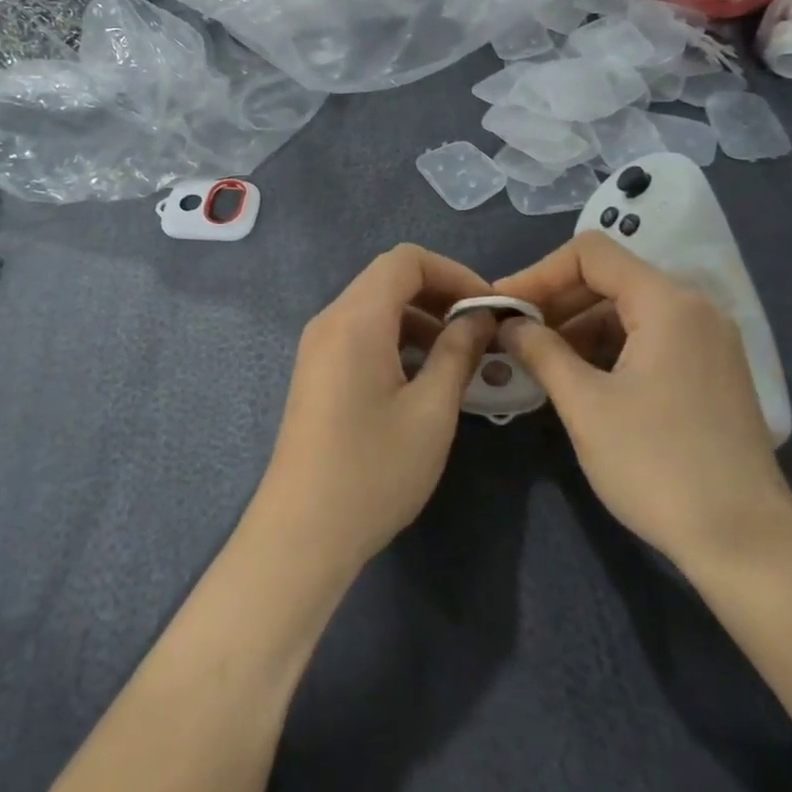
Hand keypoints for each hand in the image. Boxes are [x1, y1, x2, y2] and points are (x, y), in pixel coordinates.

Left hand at [255, 244, 493, 575]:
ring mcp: (318, 345)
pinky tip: (425, 374)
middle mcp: (330, 320)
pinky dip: (397, 337)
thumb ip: (458, 352)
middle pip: (388, 278)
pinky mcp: (317, 370)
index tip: (489, 307)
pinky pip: (361, 332)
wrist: (303, 530)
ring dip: (420, 317)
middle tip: (481, 329)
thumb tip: (480, 318)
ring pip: (375, 306)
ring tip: (461, 354)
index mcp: (356, 319)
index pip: (406, 260)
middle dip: (440, 293)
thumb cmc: (373, 470)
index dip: (454, 272)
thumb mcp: (431, 411)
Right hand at [494, 234, 791, 570]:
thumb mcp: (585, 404)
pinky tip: (576, 379)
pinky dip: (606, 349)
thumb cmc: (658, 465)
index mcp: (667, 303)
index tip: (502, 305)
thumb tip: (509, 323)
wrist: (746, 545)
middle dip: (555, 300)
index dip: (538, 272)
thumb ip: (540, 350)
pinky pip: (647, 339)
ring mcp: (706, 342)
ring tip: (536, 360)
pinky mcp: (708, 373)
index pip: (590, 254)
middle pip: (609, 278)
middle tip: (512, 334)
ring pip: (627, 311)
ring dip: (577, 327)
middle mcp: (693, 309)